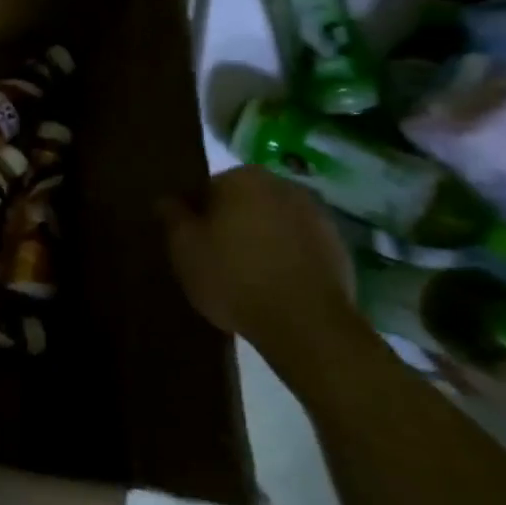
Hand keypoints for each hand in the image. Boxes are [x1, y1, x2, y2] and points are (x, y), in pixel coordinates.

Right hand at [162, 165, 360, 375]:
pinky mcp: (338, 248)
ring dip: (261, 242)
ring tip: (248, 280)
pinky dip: (287, 260)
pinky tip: (276, 289)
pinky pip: (299, 248)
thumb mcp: (185, 249)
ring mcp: (316, 216)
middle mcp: (282, 185)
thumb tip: (166, 199)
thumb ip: (172, 217)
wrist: (308, 327)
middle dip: (231, 225)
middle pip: (244, 203)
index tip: (193, 244)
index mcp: (243, 177)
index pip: (208, 189)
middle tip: (217, 261)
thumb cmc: (235, 278)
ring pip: (274, 224)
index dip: (197, 217)